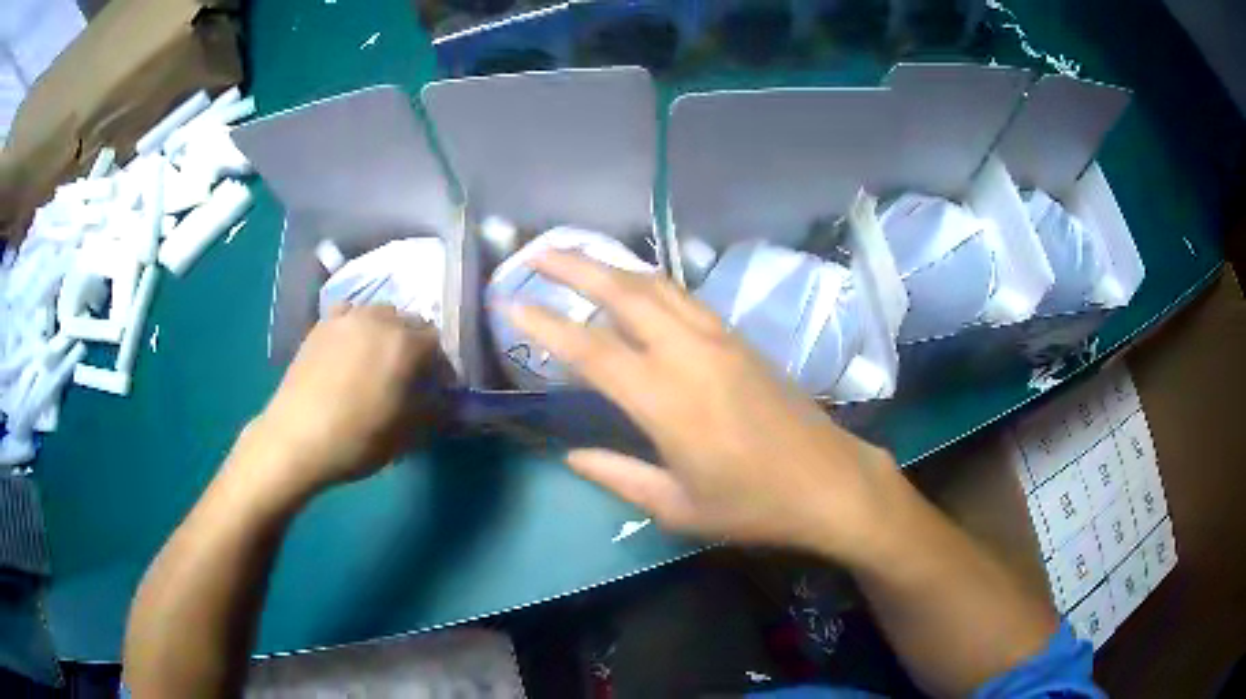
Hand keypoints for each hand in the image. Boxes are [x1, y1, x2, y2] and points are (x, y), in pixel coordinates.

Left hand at [240, 305, 451, 501]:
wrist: (296, 439)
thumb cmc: (357, 439)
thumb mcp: (406, 434)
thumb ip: (435, 411)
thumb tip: (449, 400)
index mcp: (405, 344)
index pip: (438, 343)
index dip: (442, 366)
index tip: (437, 389)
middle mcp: (379, 320)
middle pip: (409, 322)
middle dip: (416, 345)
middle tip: (410, 376)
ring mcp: (346, 318)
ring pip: (379, 314)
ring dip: (387, 332)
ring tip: (378, 361)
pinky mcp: (321, 326)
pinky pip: (349, 315)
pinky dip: (357, 327)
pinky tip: (350, 350)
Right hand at [508, 251, 899, 559]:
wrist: (828, 482)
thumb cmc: (753, 505)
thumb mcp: (678, 507)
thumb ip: (618, 477)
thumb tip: (571, 456)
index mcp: (666, 401)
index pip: (590, 351)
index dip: (544, 324)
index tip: (509, 304)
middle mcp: (689, 355)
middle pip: (623, 293)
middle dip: (575, 267)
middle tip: (536, 253)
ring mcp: (720, 339)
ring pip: (657, 285)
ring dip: (613, 266)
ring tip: (578, 259)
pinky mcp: (741, 339)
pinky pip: (684, 298)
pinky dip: (650, 283)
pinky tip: (636, 287)